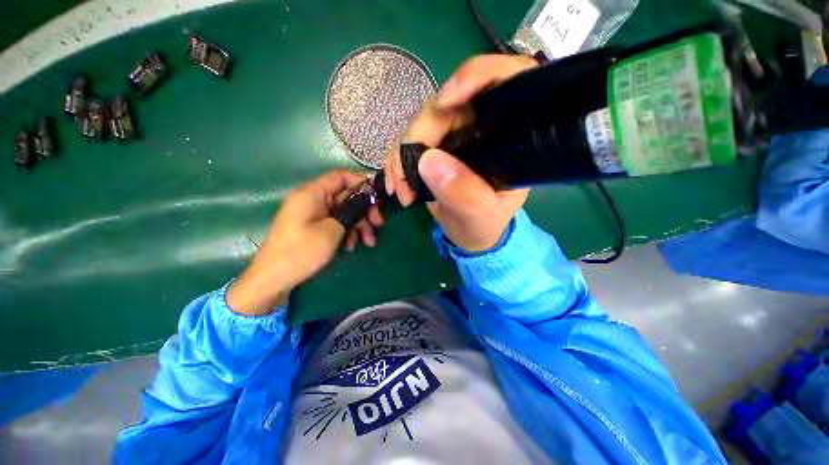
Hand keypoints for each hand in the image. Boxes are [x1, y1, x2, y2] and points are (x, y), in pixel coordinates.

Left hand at [227, 171, 382, 315]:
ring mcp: (314, 214)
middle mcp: (313, 199)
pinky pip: (336, 222)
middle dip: (364, 210)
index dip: (361, 182)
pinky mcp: (315, 226)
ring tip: (368, 243)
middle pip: (346, 196)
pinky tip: (351, 246)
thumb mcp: (332, 230)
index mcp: (312, 193)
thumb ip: (351, 211)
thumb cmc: (301, 252)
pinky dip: (347, 232)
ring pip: (344, 212)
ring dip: (359, 225)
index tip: (378, 196)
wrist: (274, 279)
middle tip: (379, 223)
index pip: (340, 176)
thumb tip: (366, 199)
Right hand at [384, 54, 536, 251]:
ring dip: (401, 157)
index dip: (473, 77)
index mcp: (506, 135)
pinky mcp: (433, 146)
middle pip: (443, 106)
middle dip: (416, 140)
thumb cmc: (484, 224)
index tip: (443, 102)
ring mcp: (453, 134)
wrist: (469, 232)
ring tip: (401, 192)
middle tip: (405, 182)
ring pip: (418, 124)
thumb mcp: (481, 215)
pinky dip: (396, 162)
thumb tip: (428, 160)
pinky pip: (406, 142)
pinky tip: (396, 185)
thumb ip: (464, 193)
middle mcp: (479, 126)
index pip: (503, 79)